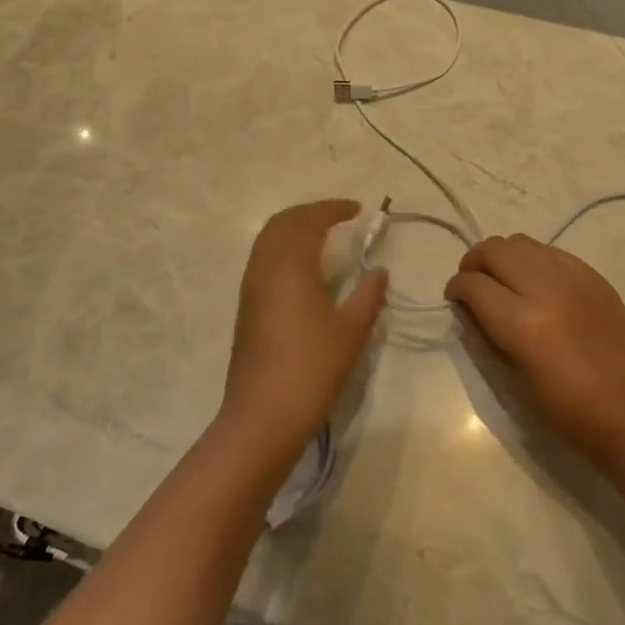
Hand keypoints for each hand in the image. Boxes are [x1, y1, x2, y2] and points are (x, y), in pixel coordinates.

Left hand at [219, 200, 387, 467]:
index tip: (357, 210)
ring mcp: (251, 286)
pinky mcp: (246, 305)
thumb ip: (368, 294)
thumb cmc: (312, 368)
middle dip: (309, 213)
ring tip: (322, 237)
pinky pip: (263, 258)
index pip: (309, 220)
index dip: (333, 209)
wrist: (262, 415)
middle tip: (338, 217)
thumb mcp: (351, 331)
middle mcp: (266, 266)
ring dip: (293, 229)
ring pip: (268, 239)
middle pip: (282, 222)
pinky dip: (283, 248)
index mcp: (291, 264)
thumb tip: (378, 270)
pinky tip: (303, 268)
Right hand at [445, 234, 624, 464]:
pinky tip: (537, 283)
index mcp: (521, 323)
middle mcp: (545, 288)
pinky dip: (534, 260)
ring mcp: (573, 277)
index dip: (456, 288)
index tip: (454, 298)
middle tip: (474, 282)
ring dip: (503, 257)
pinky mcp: (593, 275)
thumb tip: (465, 306)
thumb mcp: (510, 378)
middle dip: (474, 262)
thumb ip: (482, 333)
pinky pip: (551, 251)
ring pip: (521, 242)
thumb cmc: (563, 408)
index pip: (473, 284)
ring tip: (504, 279)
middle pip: (494, 250)